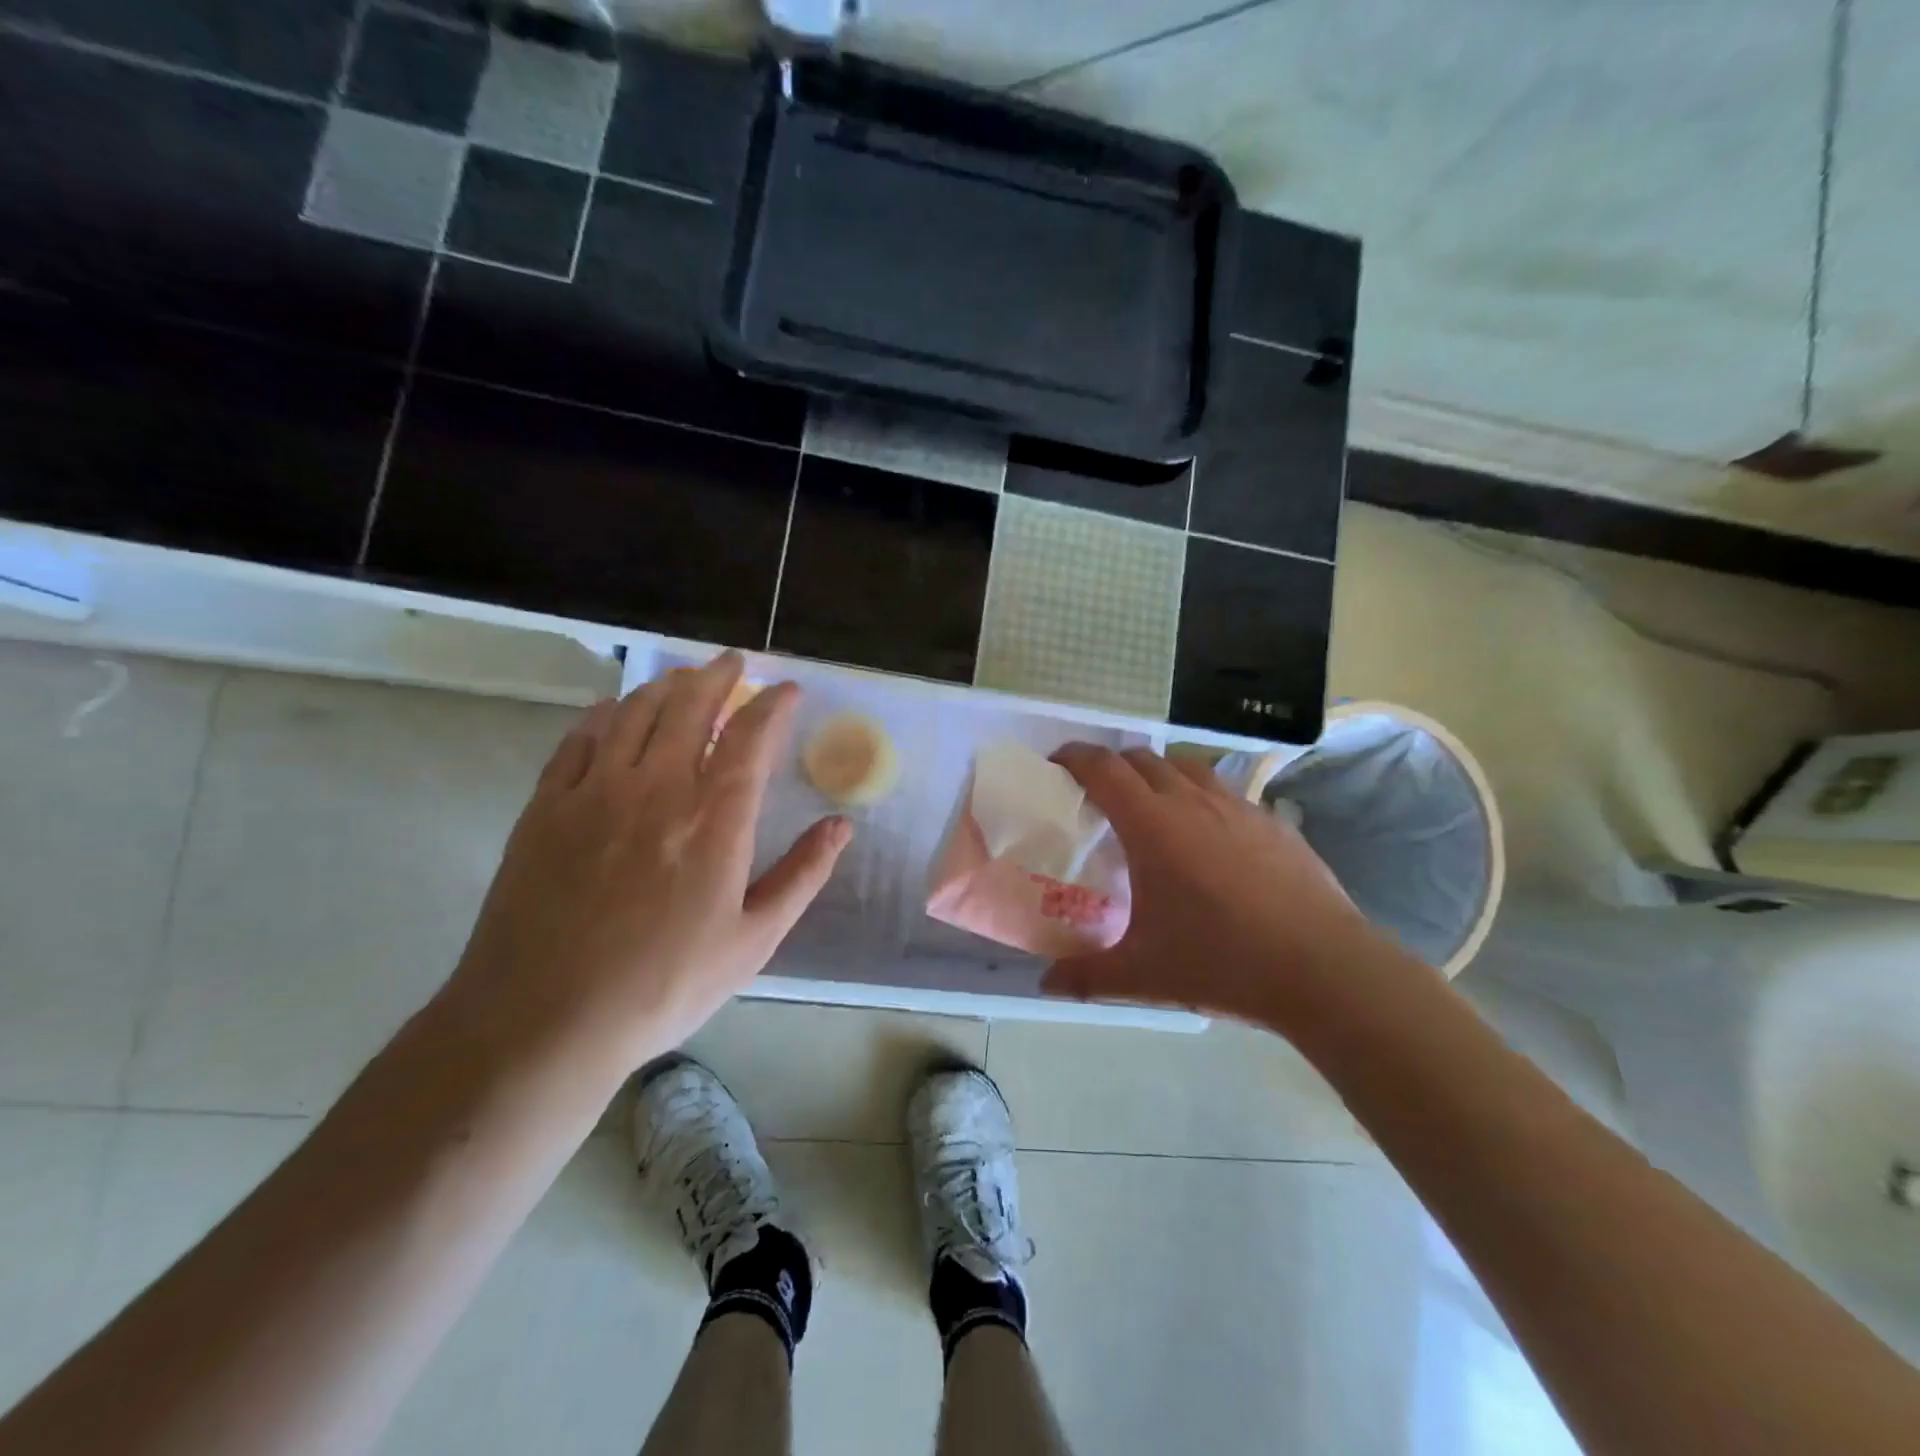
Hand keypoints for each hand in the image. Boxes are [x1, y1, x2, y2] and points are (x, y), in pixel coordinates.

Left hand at [444, 652, 850, 1077]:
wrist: (544, 1020)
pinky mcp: (547, 807)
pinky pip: (580, 739)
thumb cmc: (664, 985)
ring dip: (666, 686)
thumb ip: (802, 875)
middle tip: (733, 663)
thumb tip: (841, 825)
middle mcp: (657, 787)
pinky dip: (605, 714)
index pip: (751, 735)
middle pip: (690, 706)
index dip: (773, 704)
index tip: (788, 690)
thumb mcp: (753, 940)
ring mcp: (596, 792)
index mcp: (715, 818)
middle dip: (718, 676)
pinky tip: (615, 711)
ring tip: (684, 679)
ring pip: (635, 712)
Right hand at [1044, 744, 1375, 1026]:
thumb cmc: (1222, 963)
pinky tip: (1208, 838)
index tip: (1056, 765)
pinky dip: (1201, 797)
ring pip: (1187, 767)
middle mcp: (1192, 801)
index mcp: (1152, 825)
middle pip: (1142, 759)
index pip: (1102, 769)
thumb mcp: (1143, 975)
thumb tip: (1045, 984)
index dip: (1073, 757)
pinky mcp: (1273, 822)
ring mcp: (1238, 807)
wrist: (1324, 969)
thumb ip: (1085, 976)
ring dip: (1158, 775)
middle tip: (1098, 796)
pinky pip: (1224, 792)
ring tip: (1152, 809)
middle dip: (1112, 766)